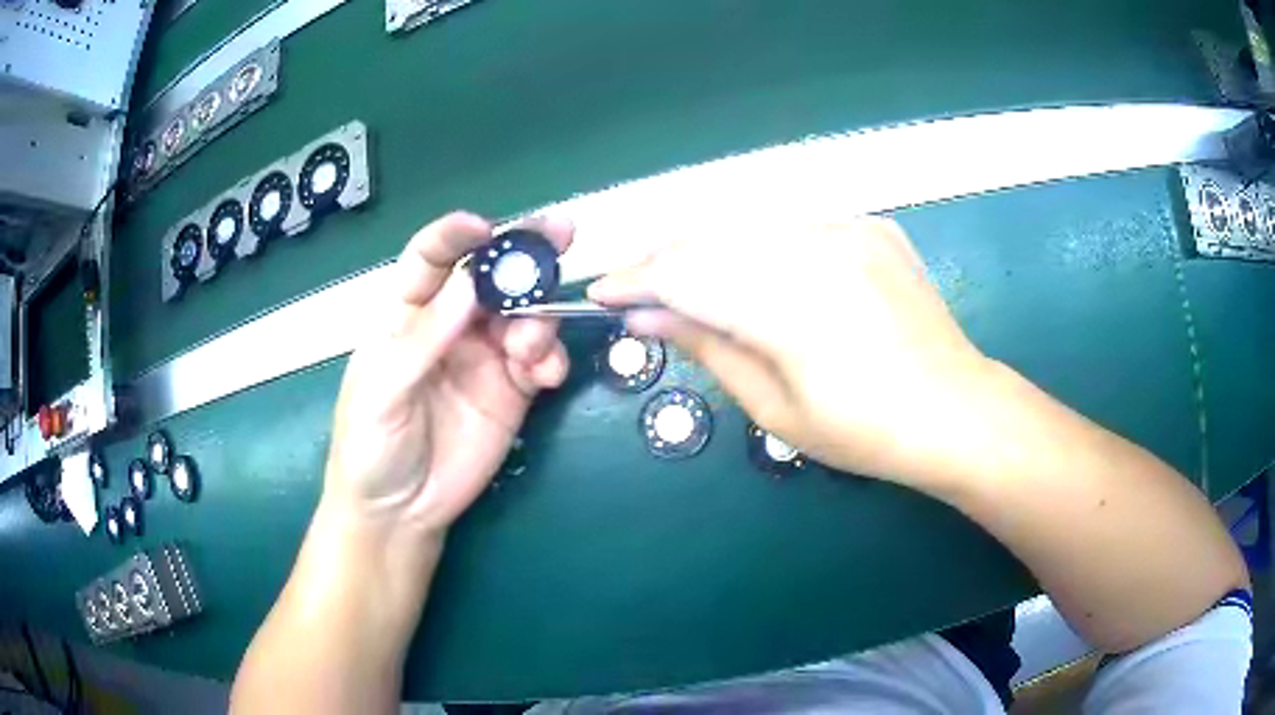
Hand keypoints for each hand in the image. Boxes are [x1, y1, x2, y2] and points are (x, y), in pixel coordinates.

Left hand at [325, 212, 571, 537]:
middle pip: (489, 277)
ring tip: (532, 347)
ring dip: (539, 317)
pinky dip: (551, 359)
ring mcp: (484, 358)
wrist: (398, 513)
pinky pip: (540, 361)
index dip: (455, 237)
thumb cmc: (370, 446)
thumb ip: (423, 340)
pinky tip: (547, 375)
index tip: (485, 229)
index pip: (430, 260)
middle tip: (560, 235)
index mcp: (406, 316)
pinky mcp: (511, 392)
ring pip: (522, 315)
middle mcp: (450, 327)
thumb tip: (470, 285)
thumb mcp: (382, 391)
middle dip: (524, 253)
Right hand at [589, 216, 997, 487]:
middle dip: (665, 260)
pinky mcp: (871, 225)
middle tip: (640, 292)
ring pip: (750, 224)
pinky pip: (795, 225)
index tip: (601, 292)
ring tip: (689, 285)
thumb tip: (647, 318)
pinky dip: (762, 246)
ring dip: (710, 251)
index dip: (636, 279)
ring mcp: (851, 227)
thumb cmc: (865, 432)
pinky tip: (759, 276)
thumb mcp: (776, 409)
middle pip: (713, 236)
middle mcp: (819, 246)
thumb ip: (709, 349)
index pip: (687, 274)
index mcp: (793, 304)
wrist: (956, 410)